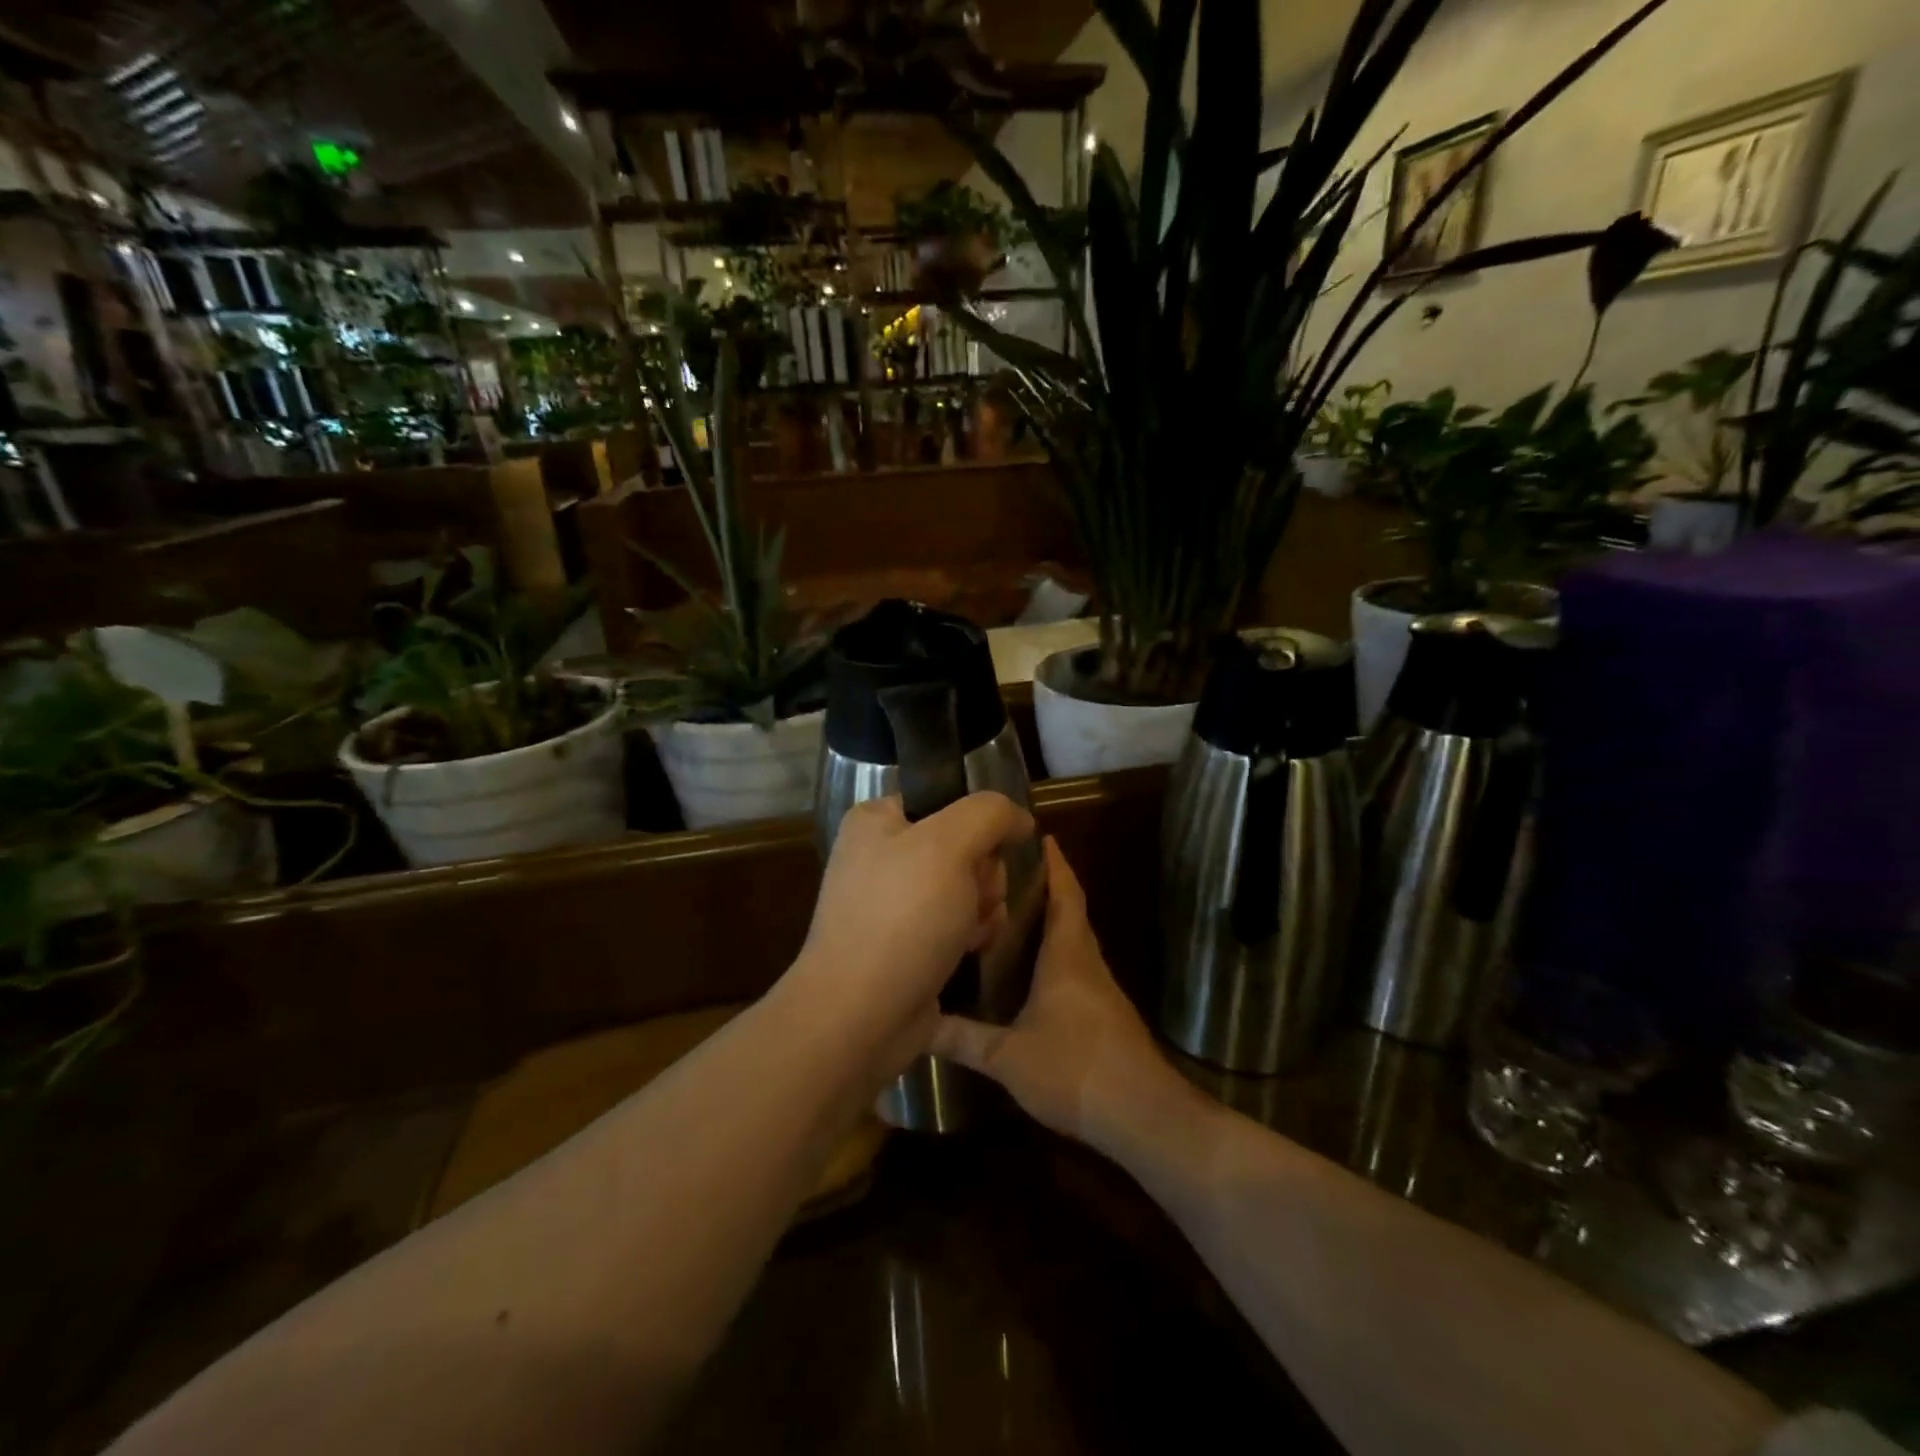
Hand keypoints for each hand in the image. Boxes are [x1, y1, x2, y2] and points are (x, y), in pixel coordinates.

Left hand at [794, 792, 1033, 1052]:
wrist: (860, 1015)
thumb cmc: (902, 918)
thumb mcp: (949, 845)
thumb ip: (990, 813)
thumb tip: (1018, 819)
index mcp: (877, 821)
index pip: (948, 801)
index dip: (977, 826)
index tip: (983, 854)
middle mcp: (882, 856)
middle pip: (965, 847)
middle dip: (983, 875)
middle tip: (973, 899)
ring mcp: (894, 903)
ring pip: (969, 887)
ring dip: (982, 908)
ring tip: (969, 932)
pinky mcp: (909, 943)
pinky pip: (958, 923)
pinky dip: (971, 935)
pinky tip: (968, 951)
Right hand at [932, 837, 1195, 1153]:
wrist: (1143, 1115)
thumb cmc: (1074, 1069)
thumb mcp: (1008, 1057)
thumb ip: (963, 1039)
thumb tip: (916, 1024)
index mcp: (1068, 955)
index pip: (1064, 894)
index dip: (1055, 864)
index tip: (1041, 836)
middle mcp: (1087, 962)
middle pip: (1071, 912)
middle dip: (1047, 888)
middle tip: (1009, 874)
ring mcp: (1101, 990)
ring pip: (1075, 941)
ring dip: (1052, 922)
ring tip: (1012, 915)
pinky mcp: (1106, 1014)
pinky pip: (1078, 968)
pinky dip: (1057, 955)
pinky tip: (1032, 973)